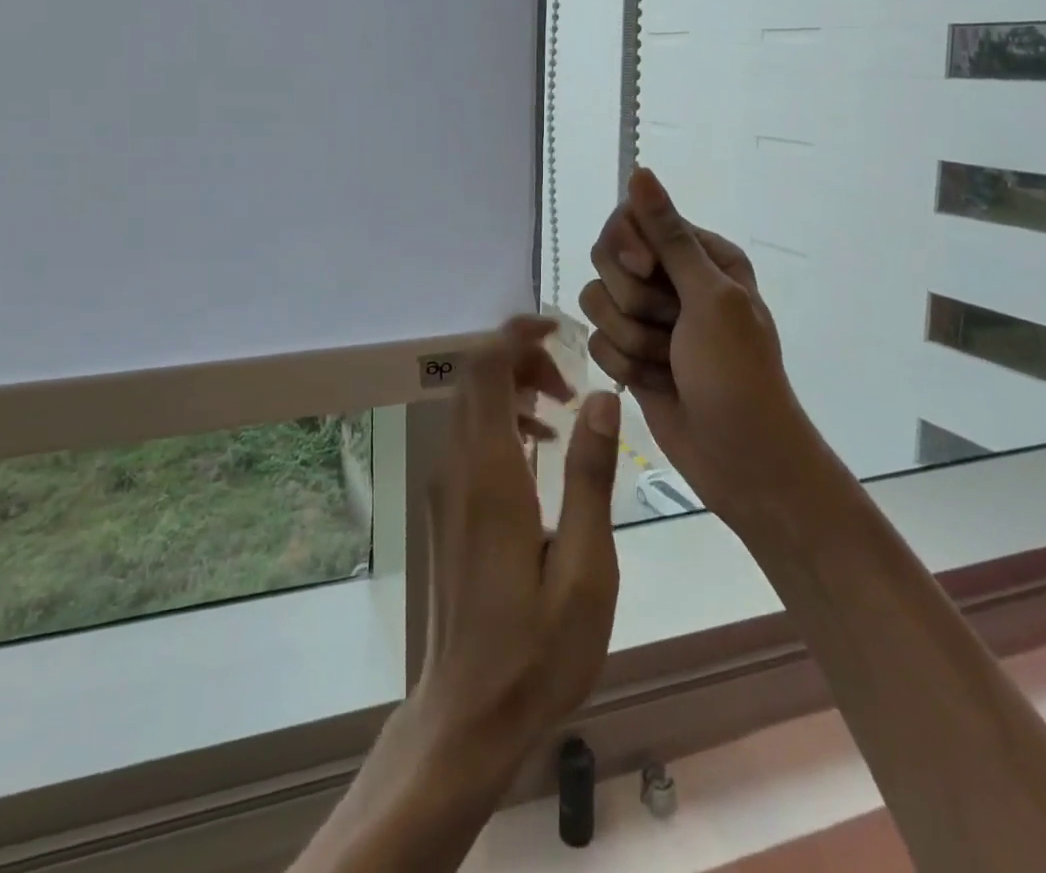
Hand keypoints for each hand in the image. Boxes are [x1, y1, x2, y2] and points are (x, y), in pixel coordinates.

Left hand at [409, 315, 621, 761]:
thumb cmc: (536, 650)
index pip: (485, 369)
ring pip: (471, 403)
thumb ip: (590, 475)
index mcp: (489, 474)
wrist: (466, 715)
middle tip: (571, 385)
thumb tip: (600, 396)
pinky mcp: (446, 504)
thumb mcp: (586, 568)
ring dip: (514, 389)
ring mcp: (445, 485)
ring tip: (564, 413)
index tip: (558, 329)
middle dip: (523, 360)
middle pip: (475, 377)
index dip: (516, 334)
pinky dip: (503, 419)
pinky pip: (469, 435)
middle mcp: (457, 466)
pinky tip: (539, 451)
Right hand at [579, 168, 815, 525]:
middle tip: (670, 326)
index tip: (643, 269)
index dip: (628, 244)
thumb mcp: (708, 297)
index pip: (634, 219)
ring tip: (667, 363)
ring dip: (629, 338)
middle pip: (608, 259)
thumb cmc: (736, 372)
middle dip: (632, 301)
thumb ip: (668, 235)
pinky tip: (655, 383)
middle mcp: (671, 279)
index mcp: (700, 254)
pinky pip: (597, 341)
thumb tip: (640, 171)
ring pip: (597, 303)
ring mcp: (649, 317)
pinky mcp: (630, 353)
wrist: (741, 458)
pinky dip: (624, 365)